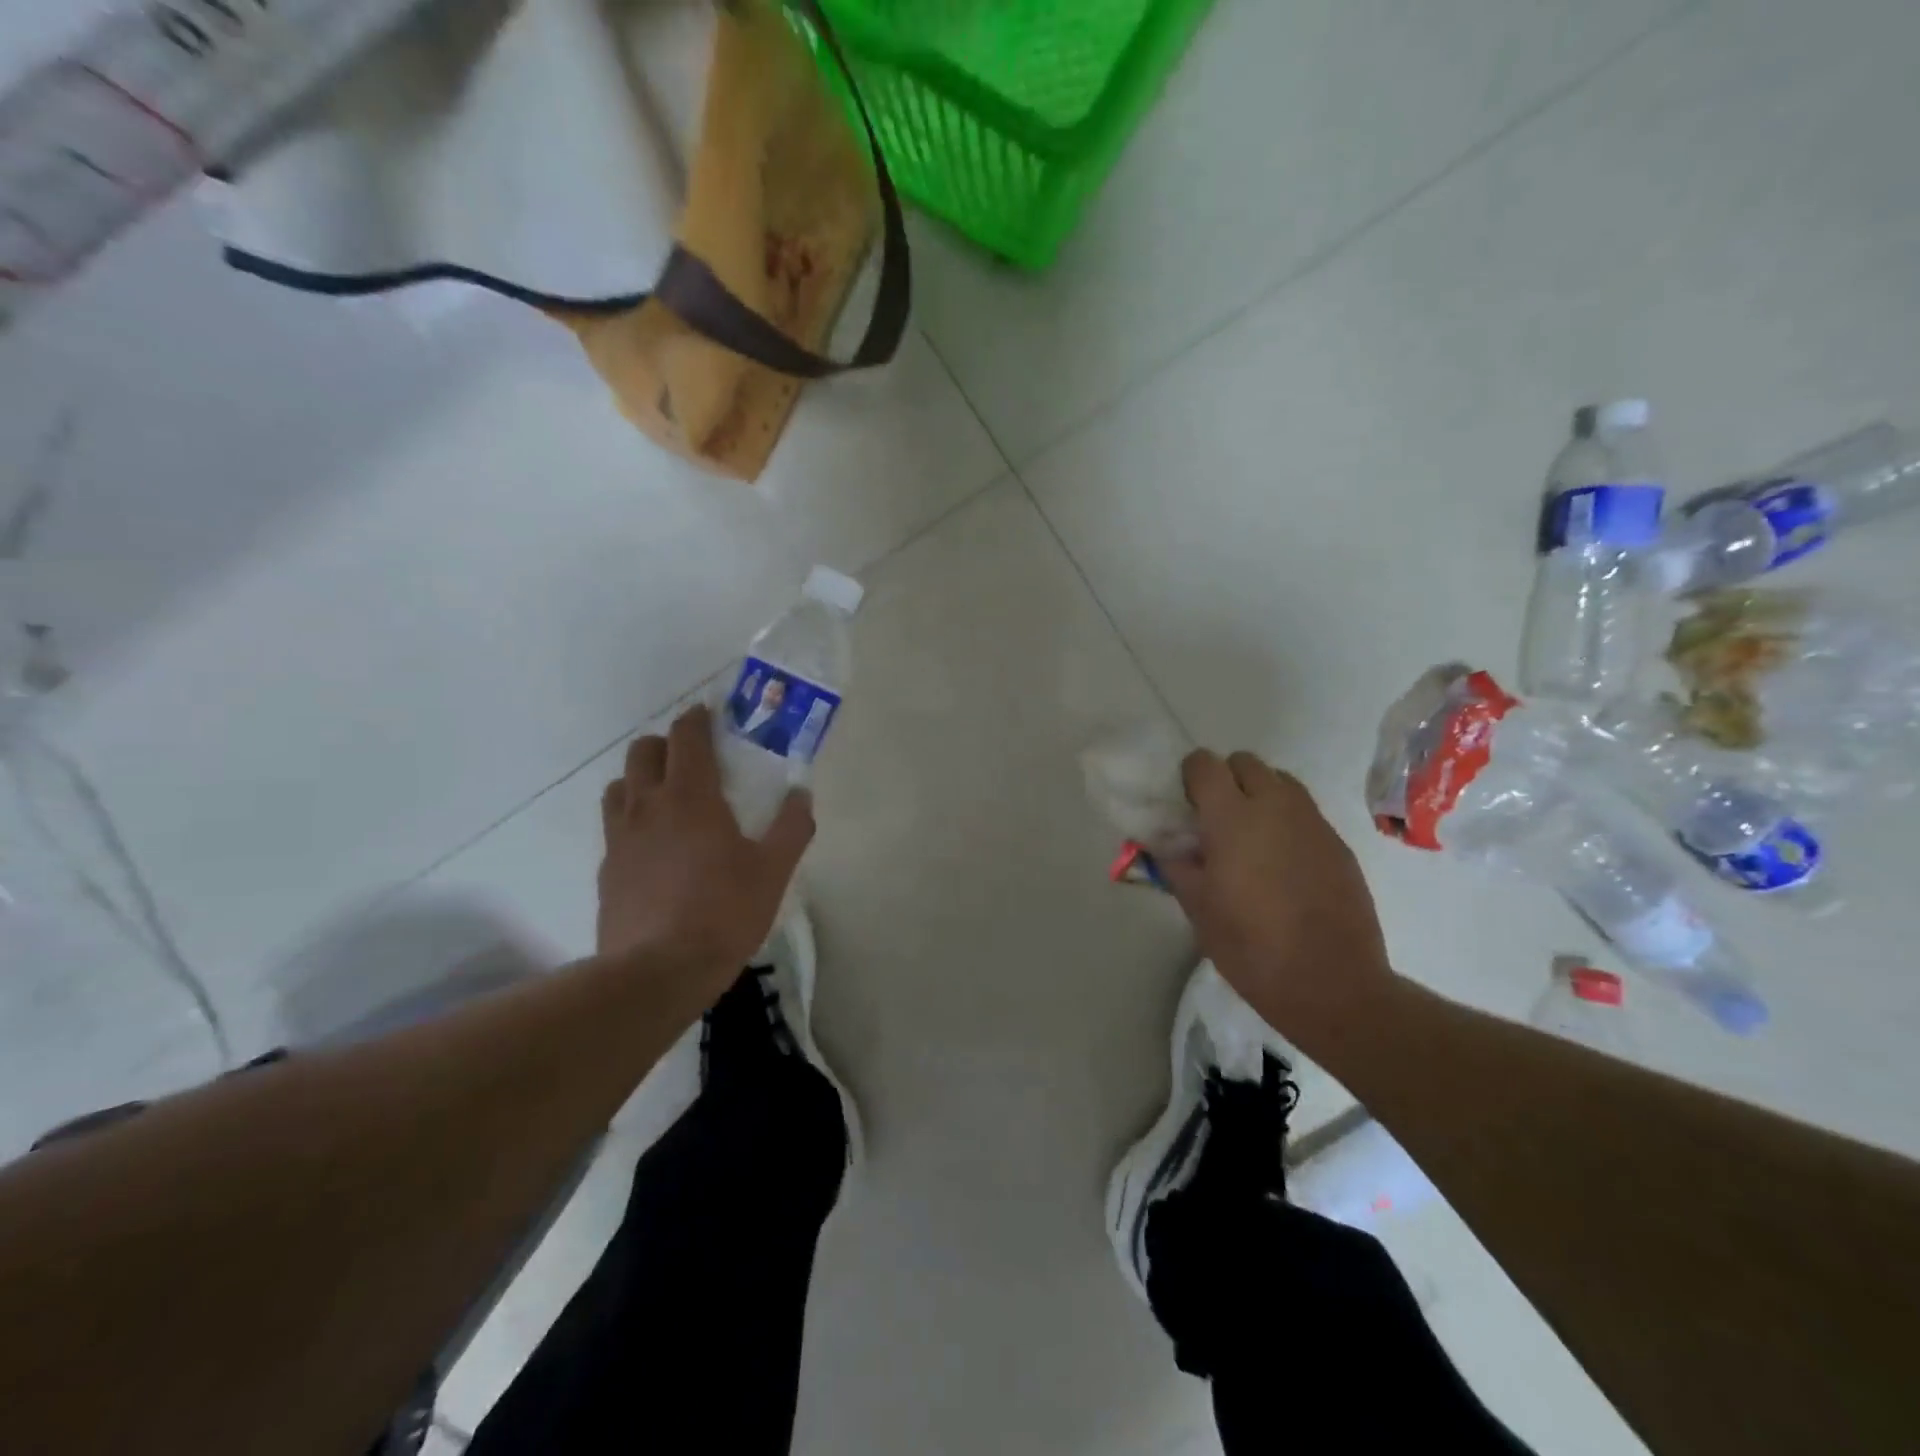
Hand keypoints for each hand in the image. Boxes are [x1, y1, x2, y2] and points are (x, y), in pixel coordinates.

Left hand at [597, 705, 814, 981]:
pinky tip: (652, 847)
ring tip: (667, 799)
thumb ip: (792, 827)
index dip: (697, 719)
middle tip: (693, 760)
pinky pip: (614, 827)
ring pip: (620, 786)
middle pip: (643, 751)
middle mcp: (648, 806)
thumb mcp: (773, 871)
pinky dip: (632, 819)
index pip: (687, 737)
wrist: (656, 972)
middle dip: (666, 744)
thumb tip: (801, 794)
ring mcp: (620, 838)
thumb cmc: (723, 912)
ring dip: (642, 778)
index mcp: (691, 796)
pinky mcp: (606, 869)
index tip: (710, 715)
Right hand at [1159, 750, 1396, 1048]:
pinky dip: (1286, 821)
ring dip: (1259, 794)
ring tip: (1250, 836)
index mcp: (1231, 817)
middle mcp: (1275, 806)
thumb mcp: (1197, 908)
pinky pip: (1305, 812)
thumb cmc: (1251, 947)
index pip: (1204, 764)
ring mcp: (1312, 822)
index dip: (1190, 777)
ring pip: (1280, 781)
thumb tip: (1165, 843)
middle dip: (1226, 779)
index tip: (1185, 805)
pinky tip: (1282, 863)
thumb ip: (1176, 864)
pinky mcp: (1338, 843)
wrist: (1332, 984)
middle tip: (1216, 819)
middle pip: (1245, 762)